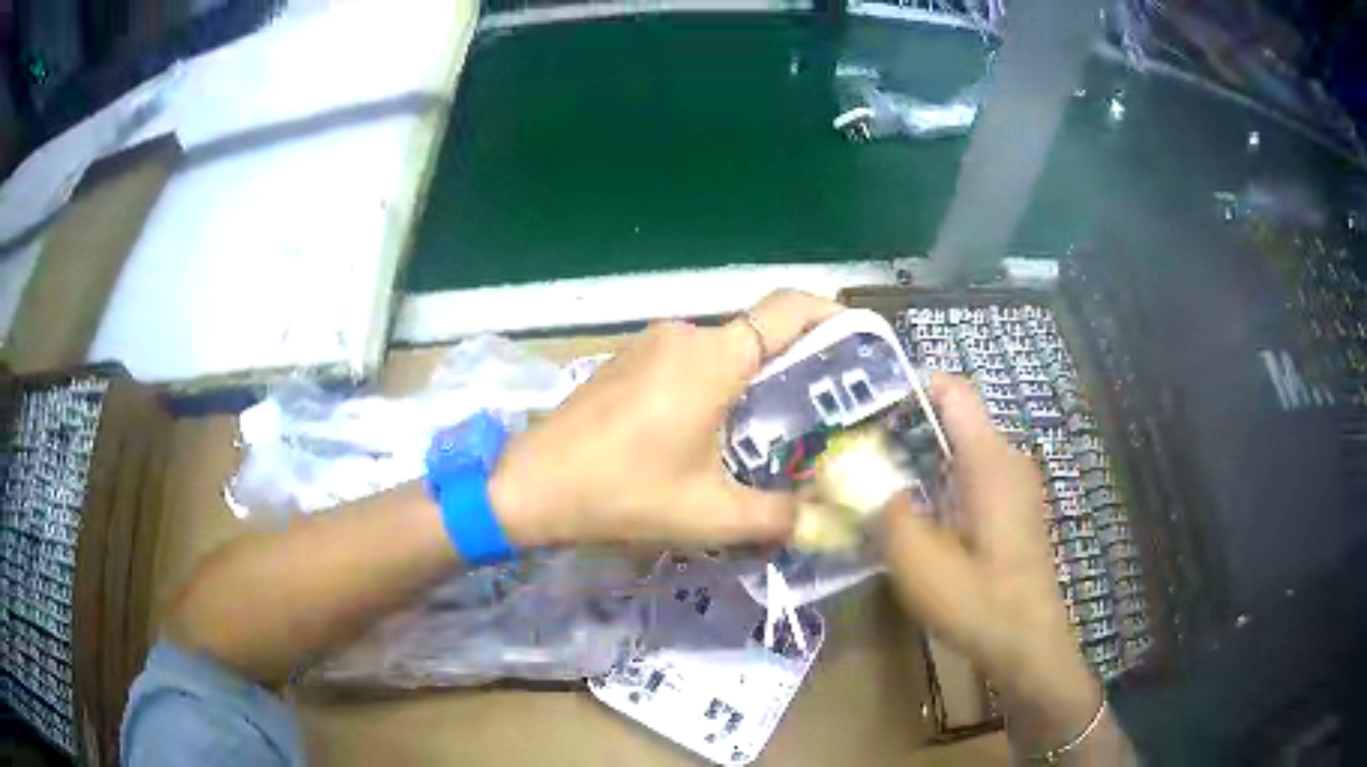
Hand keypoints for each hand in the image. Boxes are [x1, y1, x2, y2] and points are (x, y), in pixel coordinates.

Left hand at [490, 290, 843, 546]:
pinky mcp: (627, 360)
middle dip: (797, 370)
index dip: (833, 316)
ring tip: (769, 436)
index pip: (791, 308)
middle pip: (761, 336)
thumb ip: (778, 517)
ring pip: (724, 352)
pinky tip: (708, 436)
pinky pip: (689, 362)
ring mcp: (651, 343)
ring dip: (752, 384)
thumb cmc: (623, 493)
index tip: (859, 346)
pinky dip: (714, 388)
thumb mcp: (710, 515)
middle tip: (822, 416)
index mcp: (714, 357)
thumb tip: (823, 521)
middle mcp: (686, 335)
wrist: (530, 485)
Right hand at [881, 374, 1100, 751]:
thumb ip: (883, 511)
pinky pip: (968, 480)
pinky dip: (936, 488)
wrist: (1028, 646)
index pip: (951, 390)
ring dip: (915, 466)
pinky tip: (908, 521)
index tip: (862, 412)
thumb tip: (850, 474)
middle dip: (900, 434)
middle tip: (851, 459)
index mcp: (989, 458)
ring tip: (869, 489)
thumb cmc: (979, 601)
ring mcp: (1012, 486)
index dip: (907, 389)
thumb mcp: (918, 562)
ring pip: (957, 454)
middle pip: (949, 422)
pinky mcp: (1011, 512)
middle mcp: (1006, 459)